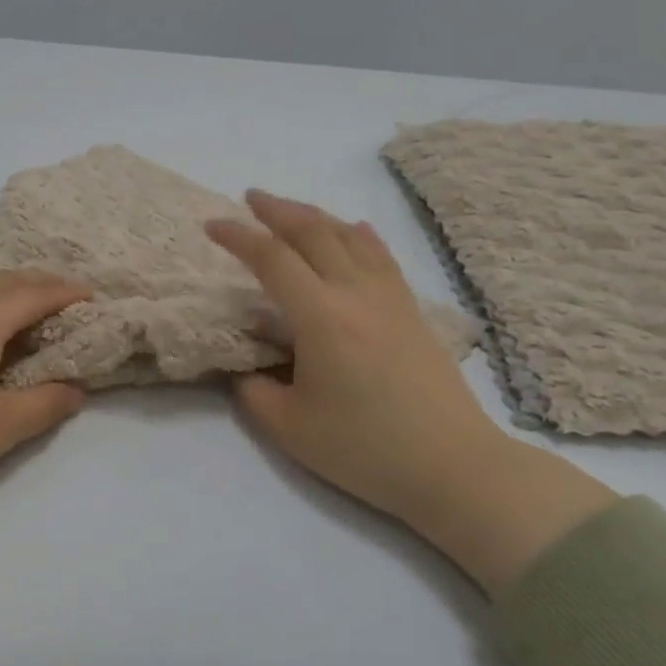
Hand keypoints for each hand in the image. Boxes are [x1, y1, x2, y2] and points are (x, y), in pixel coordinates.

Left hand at [0, 272, 91, 539]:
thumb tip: (76, 391)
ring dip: (9, 291)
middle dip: (41, 285)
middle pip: (6, 280)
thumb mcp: (3, 424)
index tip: (94, 299)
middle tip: (68, 301)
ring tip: (30, 312)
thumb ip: (46, 403)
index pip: (36, 293)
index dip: (69, 294)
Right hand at [208, 192, 615, 593]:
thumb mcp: (289, 429)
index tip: (211, 226)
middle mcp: (356, 295)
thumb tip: (248, 370)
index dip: (238, 237)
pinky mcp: (412, 312)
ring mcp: (390, 299)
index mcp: (321, 318)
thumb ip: (254, 392)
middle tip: (249, 199)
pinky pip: (381, 256)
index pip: (272, 260)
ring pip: (350, 237)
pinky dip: (359, 235)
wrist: (454, 467)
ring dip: (315, 216)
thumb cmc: (366, 450)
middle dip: (277, 210)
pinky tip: (353, 230)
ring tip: (290, 210)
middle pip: (314, 233)